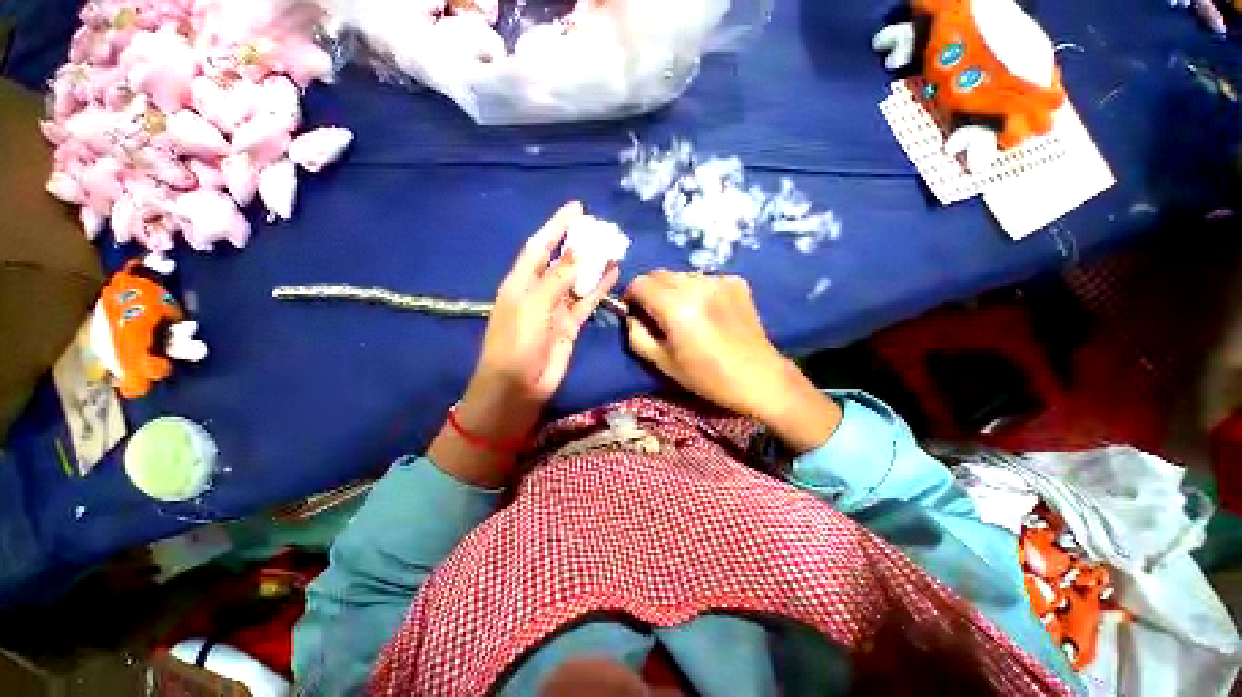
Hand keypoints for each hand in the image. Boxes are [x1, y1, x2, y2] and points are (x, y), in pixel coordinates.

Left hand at [429, 202, 618, 486]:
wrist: (518, 388)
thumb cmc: (516, 345)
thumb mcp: (532, 308)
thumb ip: (555, 280)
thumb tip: (577, 252)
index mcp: (521, 283)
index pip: (539, 246)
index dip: (556, 226)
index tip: (576, 208)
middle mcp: (538, 292)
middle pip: (561, 261)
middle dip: (578, 244)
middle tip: (601, 229)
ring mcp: (556, 309)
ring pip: (577, 280)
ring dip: (593, 265)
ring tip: (613, 248)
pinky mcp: (570, 325)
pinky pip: (587, 301)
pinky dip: (599, 288)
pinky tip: (613, 274)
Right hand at [625, 271, 840, 452]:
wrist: (758, 377)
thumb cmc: (707, 376)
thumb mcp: (662, 363)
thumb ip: (637, 335)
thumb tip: (631, 316)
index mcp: (676, 306)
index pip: (640, 283)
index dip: (631, 296)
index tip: (634, 311)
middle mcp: (697, 285)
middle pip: (659, 274)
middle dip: (650, 291)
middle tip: (657, 314)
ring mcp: (719, 280)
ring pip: (681, 275)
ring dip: (673, 289)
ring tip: (684, 313)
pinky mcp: (736, 282)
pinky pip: (703, 279)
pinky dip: (696, 290)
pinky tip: (707, 311)